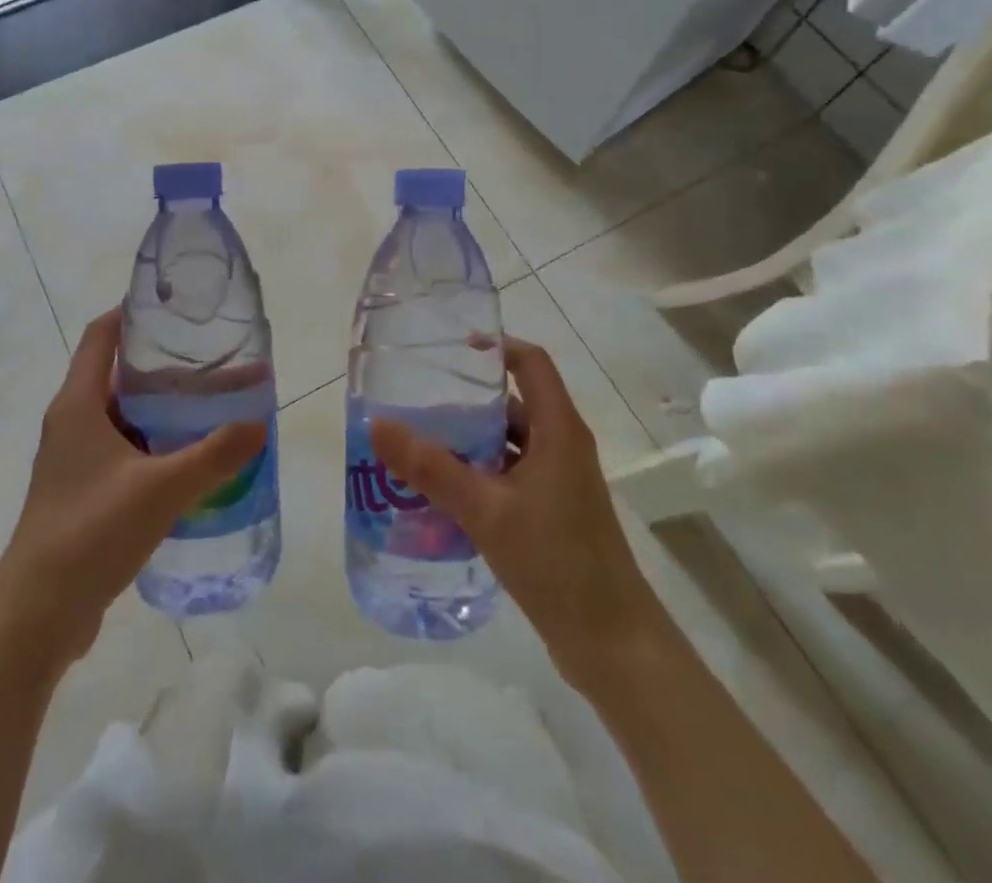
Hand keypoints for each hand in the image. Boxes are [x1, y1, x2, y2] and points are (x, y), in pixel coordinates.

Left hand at [0, 308, 266, 668]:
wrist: (36, 616)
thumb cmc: (90, 533)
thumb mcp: (161, 489)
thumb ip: (214, 455)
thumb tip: (259, 424)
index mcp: (79, 403)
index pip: (103, 334)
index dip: (135, 311)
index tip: (177, 306)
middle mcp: (73, 422)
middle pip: (119, 372)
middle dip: (165, 363)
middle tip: (214, 357)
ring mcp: (76, 459)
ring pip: (125, 414)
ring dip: (164, 407)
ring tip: (213, 402)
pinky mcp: (84, 491)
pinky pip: (125, 449)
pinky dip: (157, 442)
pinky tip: (192, 457)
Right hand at [370, 337, 654, 688]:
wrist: (612, 644)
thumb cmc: (556, 562)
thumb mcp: (486, 509)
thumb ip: (431, 468)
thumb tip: (378, 425)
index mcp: (558, 430)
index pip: (531, 363)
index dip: (496, 346)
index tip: (451, 348)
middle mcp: (561, 446)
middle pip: (514, 402)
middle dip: (468, 399)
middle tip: (417, 400)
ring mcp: (559, 482)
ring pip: (509, 443)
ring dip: (469, 441)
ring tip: (419, 444)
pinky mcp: (552, 512)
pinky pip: (510, 475)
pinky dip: (478, 473)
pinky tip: (442, 491)